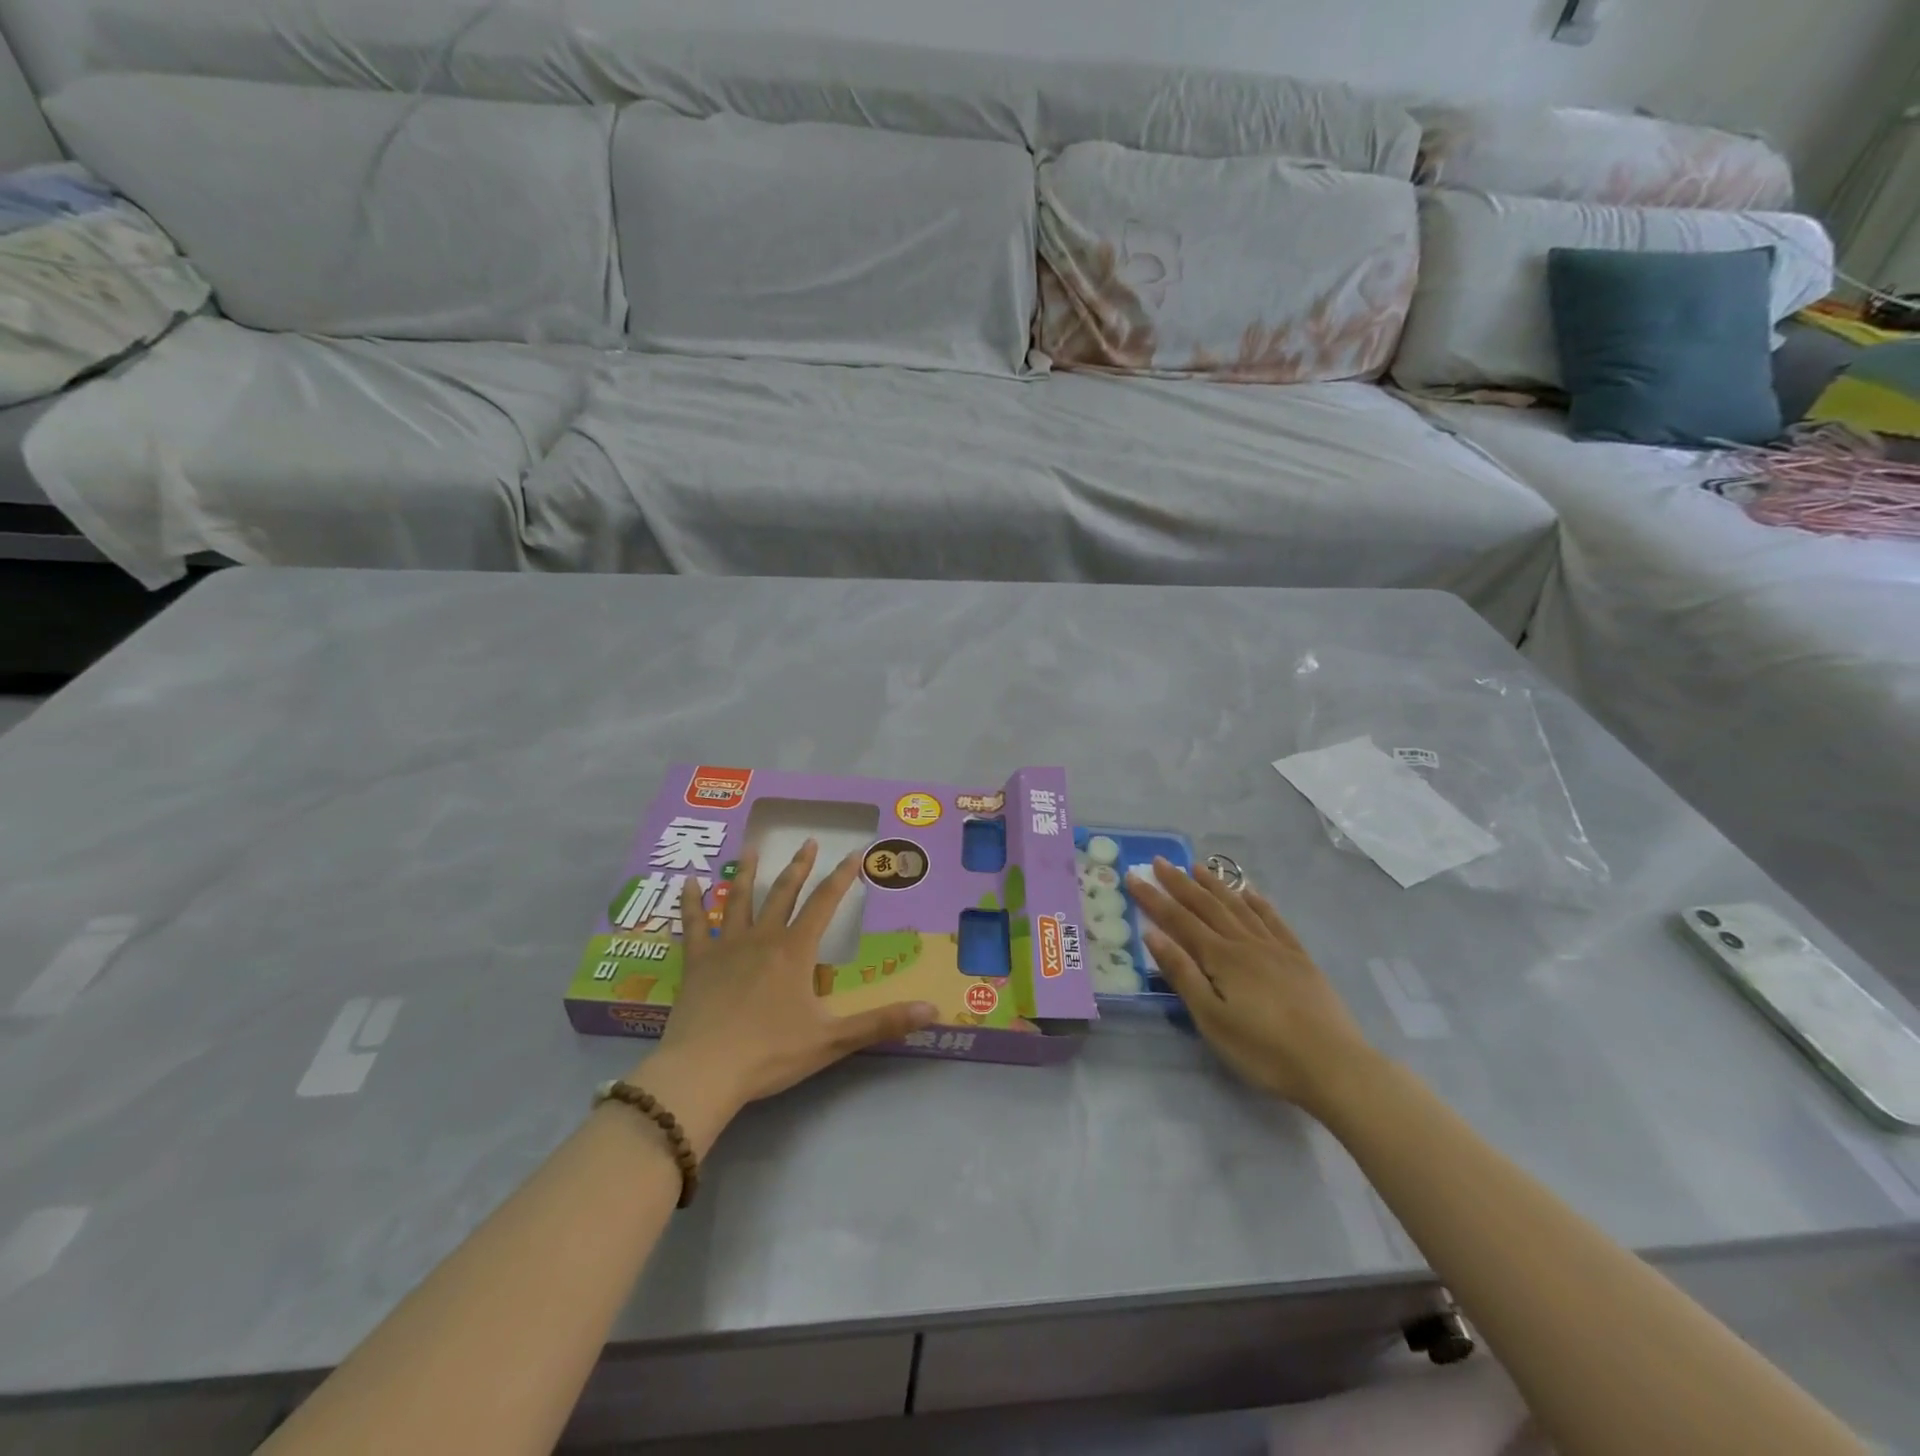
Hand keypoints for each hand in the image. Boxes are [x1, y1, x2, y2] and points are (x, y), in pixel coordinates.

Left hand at [632, 841, 938, 1149]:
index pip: (825, 903)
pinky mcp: (697, 963)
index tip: (856, 853)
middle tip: (808, 841)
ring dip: (748, 872)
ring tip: (752, 847)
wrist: (704, 1071)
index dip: (843, 877)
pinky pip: (694, 924)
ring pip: (738, 899)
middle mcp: (762, 938)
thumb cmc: (770, 1053)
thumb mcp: (833, 1040)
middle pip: (783, 893)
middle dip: (799, 866)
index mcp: (795, 951)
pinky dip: (692, 902)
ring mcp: (726, 947)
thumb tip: (934, 1011)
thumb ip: (882, 1023)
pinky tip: (689, 882)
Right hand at [1128, 859, 1382, 1116]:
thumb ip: (1182, 974)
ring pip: (1239, 906)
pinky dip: (1258, 902)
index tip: (1133, 876)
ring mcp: (1276, 948)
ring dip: (1216, 885)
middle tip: (1160, 861)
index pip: (1179, 920)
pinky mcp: (1300, 959)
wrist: (1334, 1065)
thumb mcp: (1212, 1019)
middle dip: (1180, 883)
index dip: (1154, 897)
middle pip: (1207, 906)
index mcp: (1221, 958)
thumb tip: (1152, 934)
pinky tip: (1250, 892)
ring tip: (1197, 867)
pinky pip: (1274, 920)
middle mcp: (1246, 943)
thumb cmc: (1263, 1050)